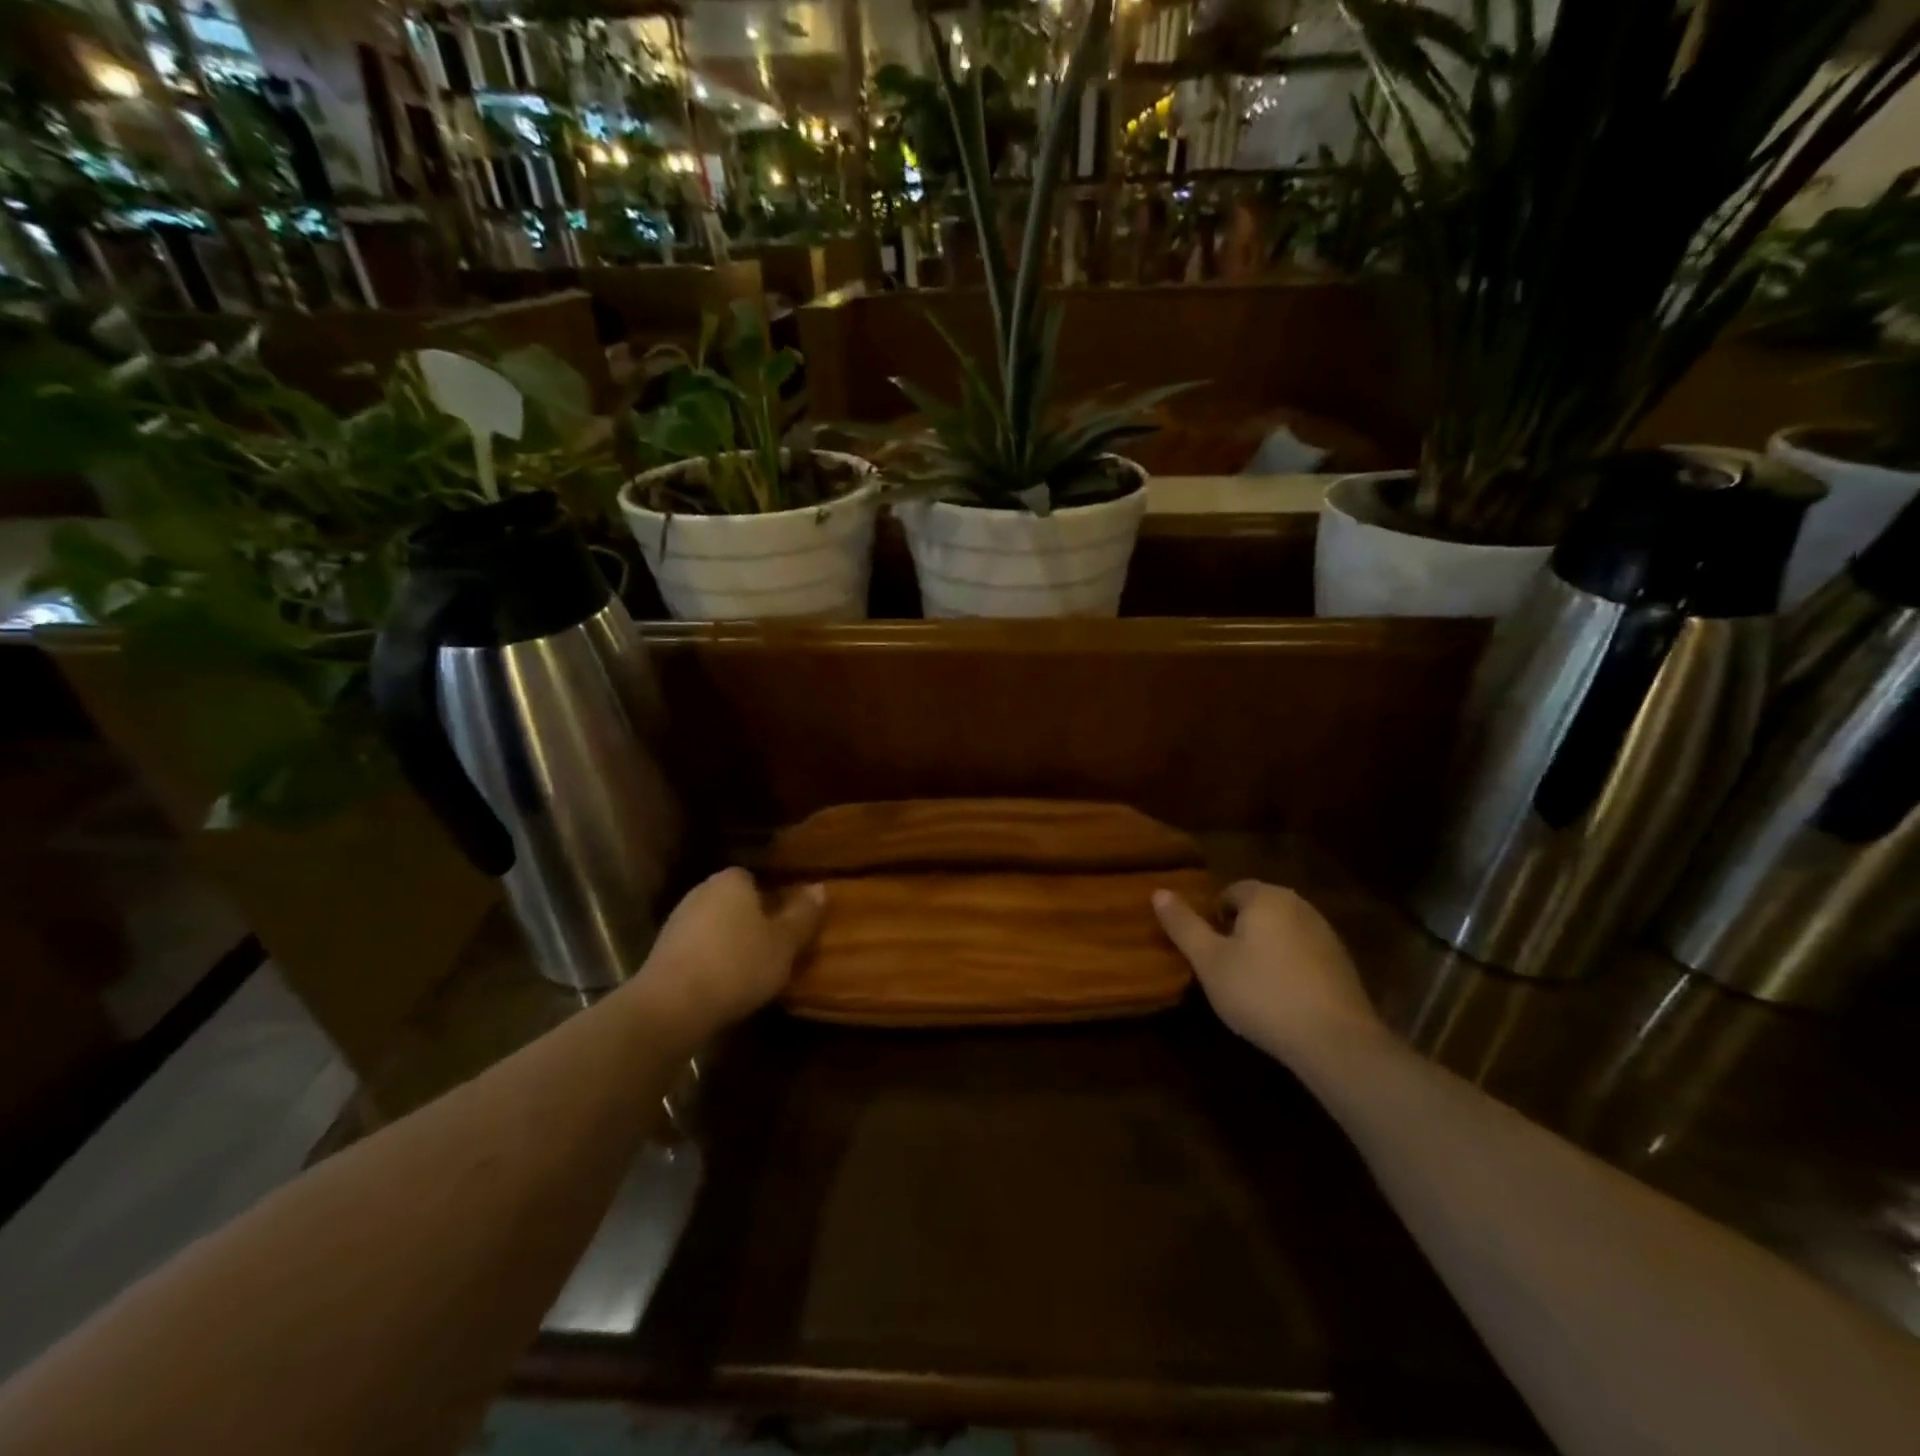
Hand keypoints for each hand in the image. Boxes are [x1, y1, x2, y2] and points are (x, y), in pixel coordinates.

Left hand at [632, 868, 826, 1039]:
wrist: (671, 1007)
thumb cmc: (737, 965)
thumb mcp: (784, 943)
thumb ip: (803, 915)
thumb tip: (820, 887)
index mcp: (731, 880)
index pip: (755, 878)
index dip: (773, 900)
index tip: (786, 926)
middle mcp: (701, 892)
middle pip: (735, 902)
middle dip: (751, 921)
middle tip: (773, 949)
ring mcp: (677, 922)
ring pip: (715, 926)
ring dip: (730, 943)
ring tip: (750, 972)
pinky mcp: (662, 953)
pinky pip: (697, 949)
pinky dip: (710, 961)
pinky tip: (722, 985)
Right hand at [1153, 880, 1380, 1063]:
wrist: (1334, 1040)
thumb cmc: (1261, 993)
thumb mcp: (1209, 962)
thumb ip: (1183, 925)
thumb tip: (1158, 892)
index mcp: (1265, 897)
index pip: (1229, 891)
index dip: (1212, 919)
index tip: (1207, 951)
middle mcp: (1299, 905)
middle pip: (1257, 910)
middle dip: (1238, 933)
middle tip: (1224, 968)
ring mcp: (1326, 933)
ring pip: (1281, 932)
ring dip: (1264, 950)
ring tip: (1251, 986)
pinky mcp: (1343, 963)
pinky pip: (1303, 953)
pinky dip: (1289, 967)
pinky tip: (1282, 998)